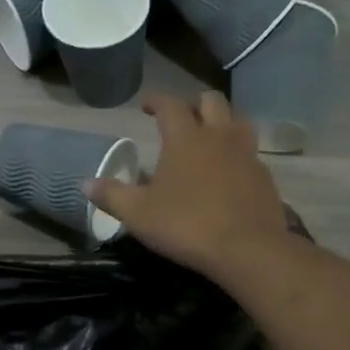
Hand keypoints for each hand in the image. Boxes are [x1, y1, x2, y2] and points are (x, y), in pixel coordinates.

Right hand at [84, 91, 289, 280]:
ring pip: (238, 120)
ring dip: (222, 121)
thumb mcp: (138, 214)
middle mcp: (219, 136)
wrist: (247, 249)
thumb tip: (85, 183)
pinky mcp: (264, 176)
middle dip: (193, 103)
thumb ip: (112, 195)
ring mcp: (246, 154)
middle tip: (181, 117)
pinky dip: (237, 153)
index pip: (170, 104)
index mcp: (185, 137)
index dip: (156, 100)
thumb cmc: (186, 225)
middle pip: (211, 101)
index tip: (146, 105)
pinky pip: (250, 153)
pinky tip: (230, 171)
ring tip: (210, 136)